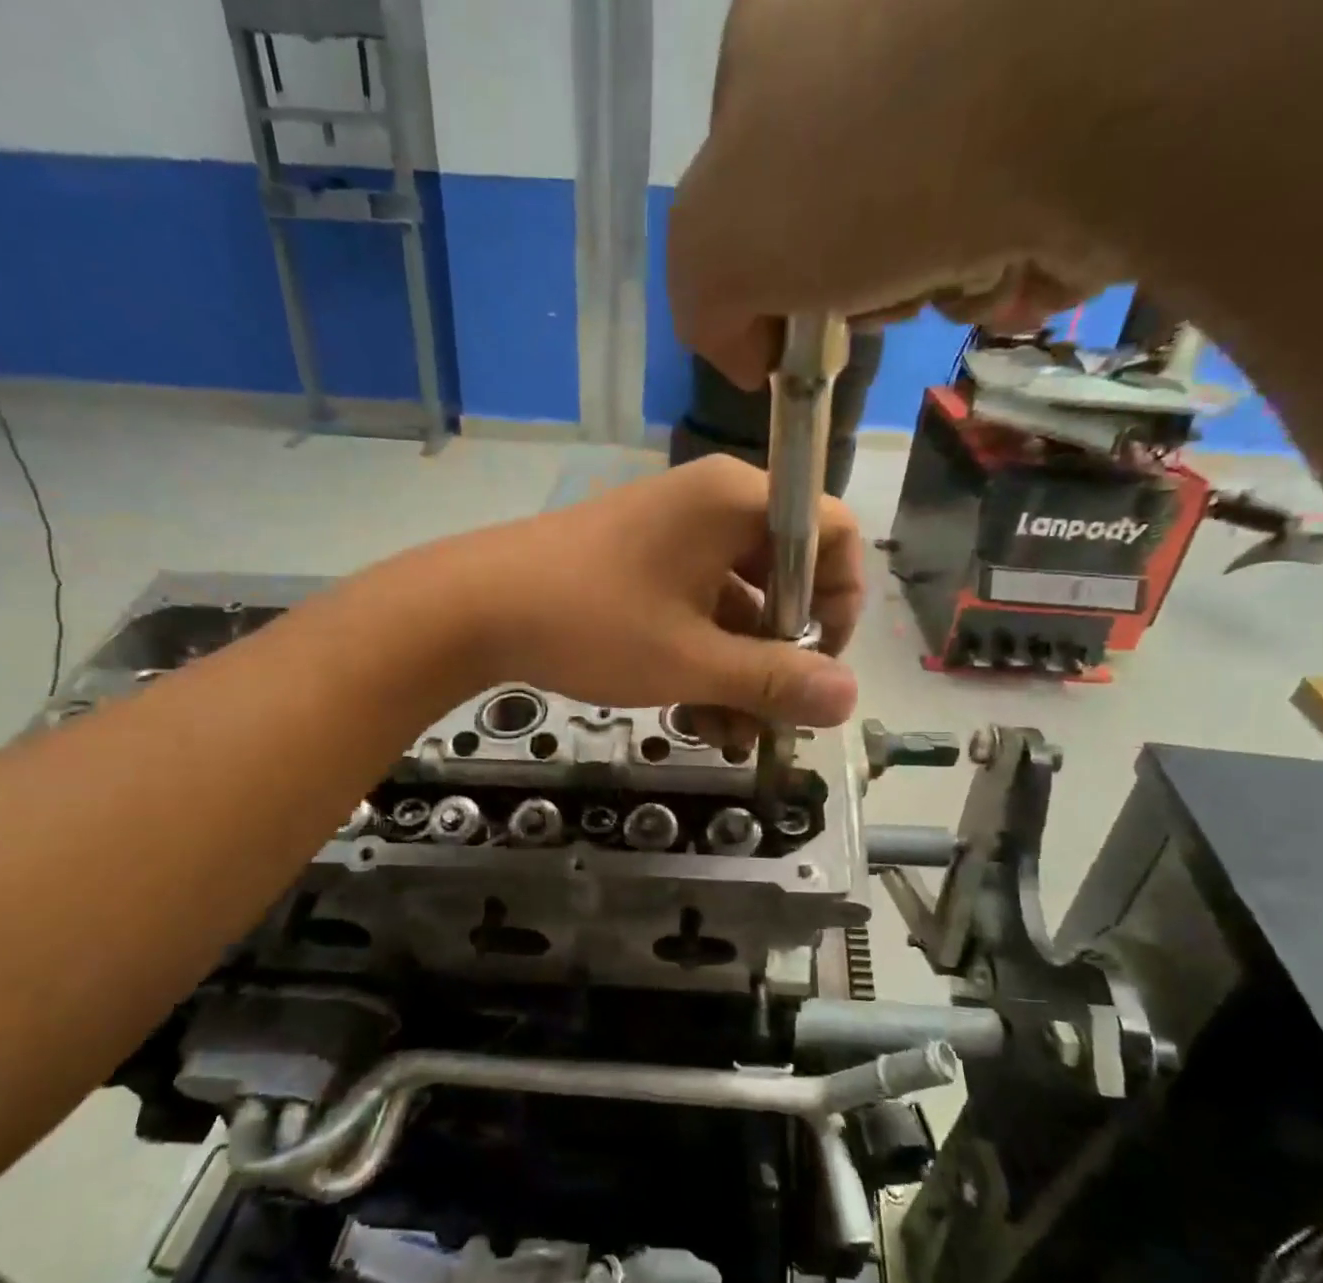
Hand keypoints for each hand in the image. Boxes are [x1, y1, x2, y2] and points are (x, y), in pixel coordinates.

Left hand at [427, 456, 862, 731]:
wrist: (473, 609)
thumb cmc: (592, 623)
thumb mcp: (691, 660)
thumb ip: (774, 680)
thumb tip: (849, 699)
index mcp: (737, 503)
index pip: (831, 534)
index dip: (842, 602)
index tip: (819, 666)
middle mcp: (712, 507)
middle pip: (783, 578)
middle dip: (781, 658)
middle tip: (773, 720)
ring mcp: (673, 537)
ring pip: (736, 607)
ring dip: (740, 674)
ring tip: (728, 740)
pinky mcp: (641, 566)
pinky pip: (696, 610)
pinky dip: (703, 660)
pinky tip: (695, 717)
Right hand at [668, 0, 1115, 388]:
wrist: (1088, 77)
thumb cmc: (864, 157)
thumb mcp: (716, 246)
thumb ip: (701, 303)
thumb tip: (747, 351)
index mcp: (785, 23)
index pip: (750, 183)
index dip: (767, 273)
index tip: (794, 327)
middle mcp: (891, 15)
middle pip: (851, 210)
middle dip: (865, 280)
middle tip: (884, 293)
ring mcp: (997, 41)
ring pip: (941, 216)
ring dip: (943, 280)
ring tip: (967, 271)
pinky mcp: (1091, 83)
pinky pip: (1030, 205)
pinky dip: (1020, 259)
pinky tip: (1029, 253)